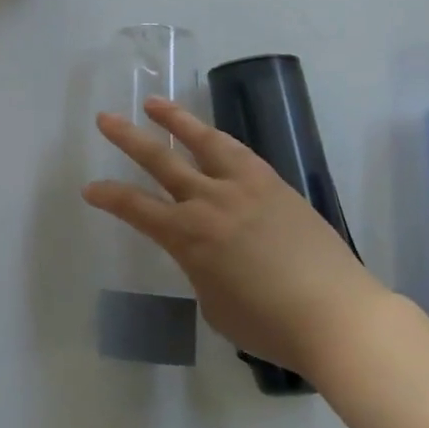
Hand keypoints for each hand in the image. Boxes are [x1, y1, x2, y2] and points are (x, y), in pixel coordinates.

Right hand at [82, 97, 388, 377]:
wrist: (338, 316)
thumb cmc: (270, 325)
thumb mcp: (215, 304)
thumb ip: (201, 269)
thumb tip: (208, 253)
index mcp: (188, 236)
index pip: (136, 208)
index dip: (108, 196)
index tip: (90, 188)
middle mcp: (209, 201)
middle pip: (160, 160)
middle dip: (127, 138)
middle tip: (105, 119)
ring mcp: (244, 187)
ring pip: (202, 141)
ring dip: (175, 120)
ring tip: (154, 103)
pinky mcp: (274, 184)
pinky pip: (238, 151)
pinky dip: (216, 138)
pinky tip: (210, 134)